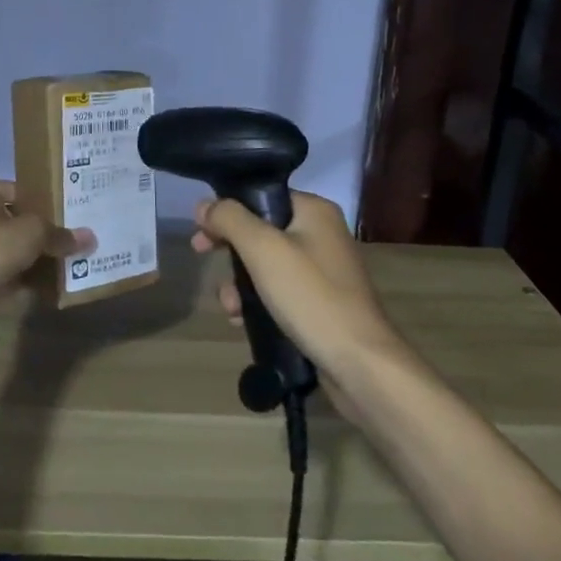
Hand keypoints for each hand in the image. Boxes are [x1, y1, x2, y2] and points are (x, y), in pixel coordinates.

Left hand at [0, 177, 91, 305]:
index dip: (46, 198)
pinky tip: (63, 284)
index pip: (22, 189)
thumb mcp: (34, 231)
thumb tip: (91, 238)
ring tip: (79, 259)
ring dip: (43, 258)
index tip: (74, 207)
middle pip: (23, 222)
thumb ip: (61, 234)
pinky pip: (17, 278)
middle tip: (82, 234)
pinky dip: (35, 282)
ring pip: (21, 252)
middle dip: (49, 231)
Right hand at [189, 191, 411, 414]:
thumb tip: (204, 204)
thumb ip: (230, 220)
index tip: (201, 232)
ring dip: (240, 282)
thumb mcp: (263, 250)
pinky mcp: (321, 303)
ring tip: (229, 307)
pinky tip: (242, 321)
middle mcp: (322, 234)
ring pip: (267, 264)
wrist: (360, 363)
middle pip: (261, 231)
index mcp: (315, 211)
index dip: (228, 211)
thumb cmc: (311, 296)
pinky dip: (258, 301)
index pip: (262, 197)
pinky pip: (280, 291)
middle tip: (202, 258)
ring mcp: (323, 270)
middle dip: (231, 251)